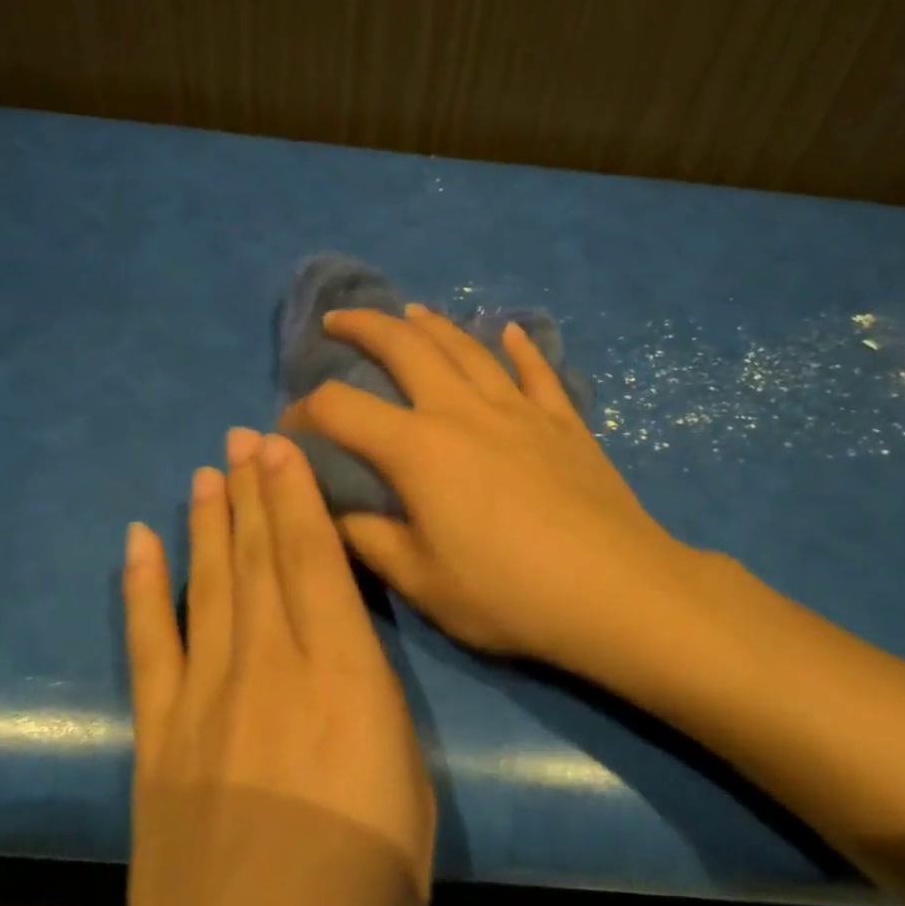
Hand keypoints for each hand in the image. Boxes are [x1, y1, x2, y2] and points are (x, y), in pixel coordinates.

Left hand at [59, 428, 435, 905]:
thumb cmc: (365, 902)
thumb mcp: (410, 790)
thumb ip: (375, 706)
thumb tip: (348, 658)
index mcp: (342, 675)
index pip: (314, 559)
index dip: (296, 495)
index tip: (281, 446)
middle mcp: (270, 664)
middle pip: (258, 556)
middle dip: (252, 490)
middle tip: (241, 437)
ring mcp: (204, 696)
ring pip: (208, 583)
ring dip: (206, 522)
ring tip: (205, 473)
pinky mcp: (157, 737)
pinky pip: (148, 643)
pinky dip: (142, 587)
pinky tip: (139, 542)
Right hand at [280, 304, 702, 669]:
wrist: (614, 591)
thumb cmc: (510, 593)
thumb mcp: (422, 581)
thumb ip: (369, 540)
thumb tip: (330, 514)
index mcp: (419, 449)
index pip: (342, 409)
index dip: (305, 410)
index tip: (289, 425)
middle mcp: (463, 411)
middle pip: (405, 347)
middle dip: (364, 326)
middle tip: (338, 320)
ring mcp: (518, 409)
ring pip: (467, 347)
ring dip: (432, 324)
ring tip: (410, 312)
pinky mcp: (562, 421)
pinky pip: (537, 371)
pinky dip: (521, 347)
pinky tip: (511, 331)